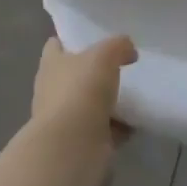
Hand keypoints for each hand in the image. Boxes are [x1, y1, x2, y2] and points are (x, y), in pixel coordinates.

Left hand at [31, 35, 136, 152]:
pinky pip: (102, 130)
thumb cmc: (82, 90)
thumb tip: (129, 51)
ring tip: (132, 93)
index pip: (54, 46)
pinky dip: (117, 127)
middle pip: (73, 76)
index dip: (69, 41)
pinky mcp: (80, 142)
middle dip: (93, 73)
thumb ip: (119, 46)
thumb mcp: (105, 54)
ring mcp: (65, 119)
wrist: (73, 146)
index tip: (91, 39)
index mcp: (51, 65)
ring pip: (88, 104)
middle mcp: (52, 91)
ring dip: (106, 102)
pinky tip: (135, 121)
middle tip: (119, 65)